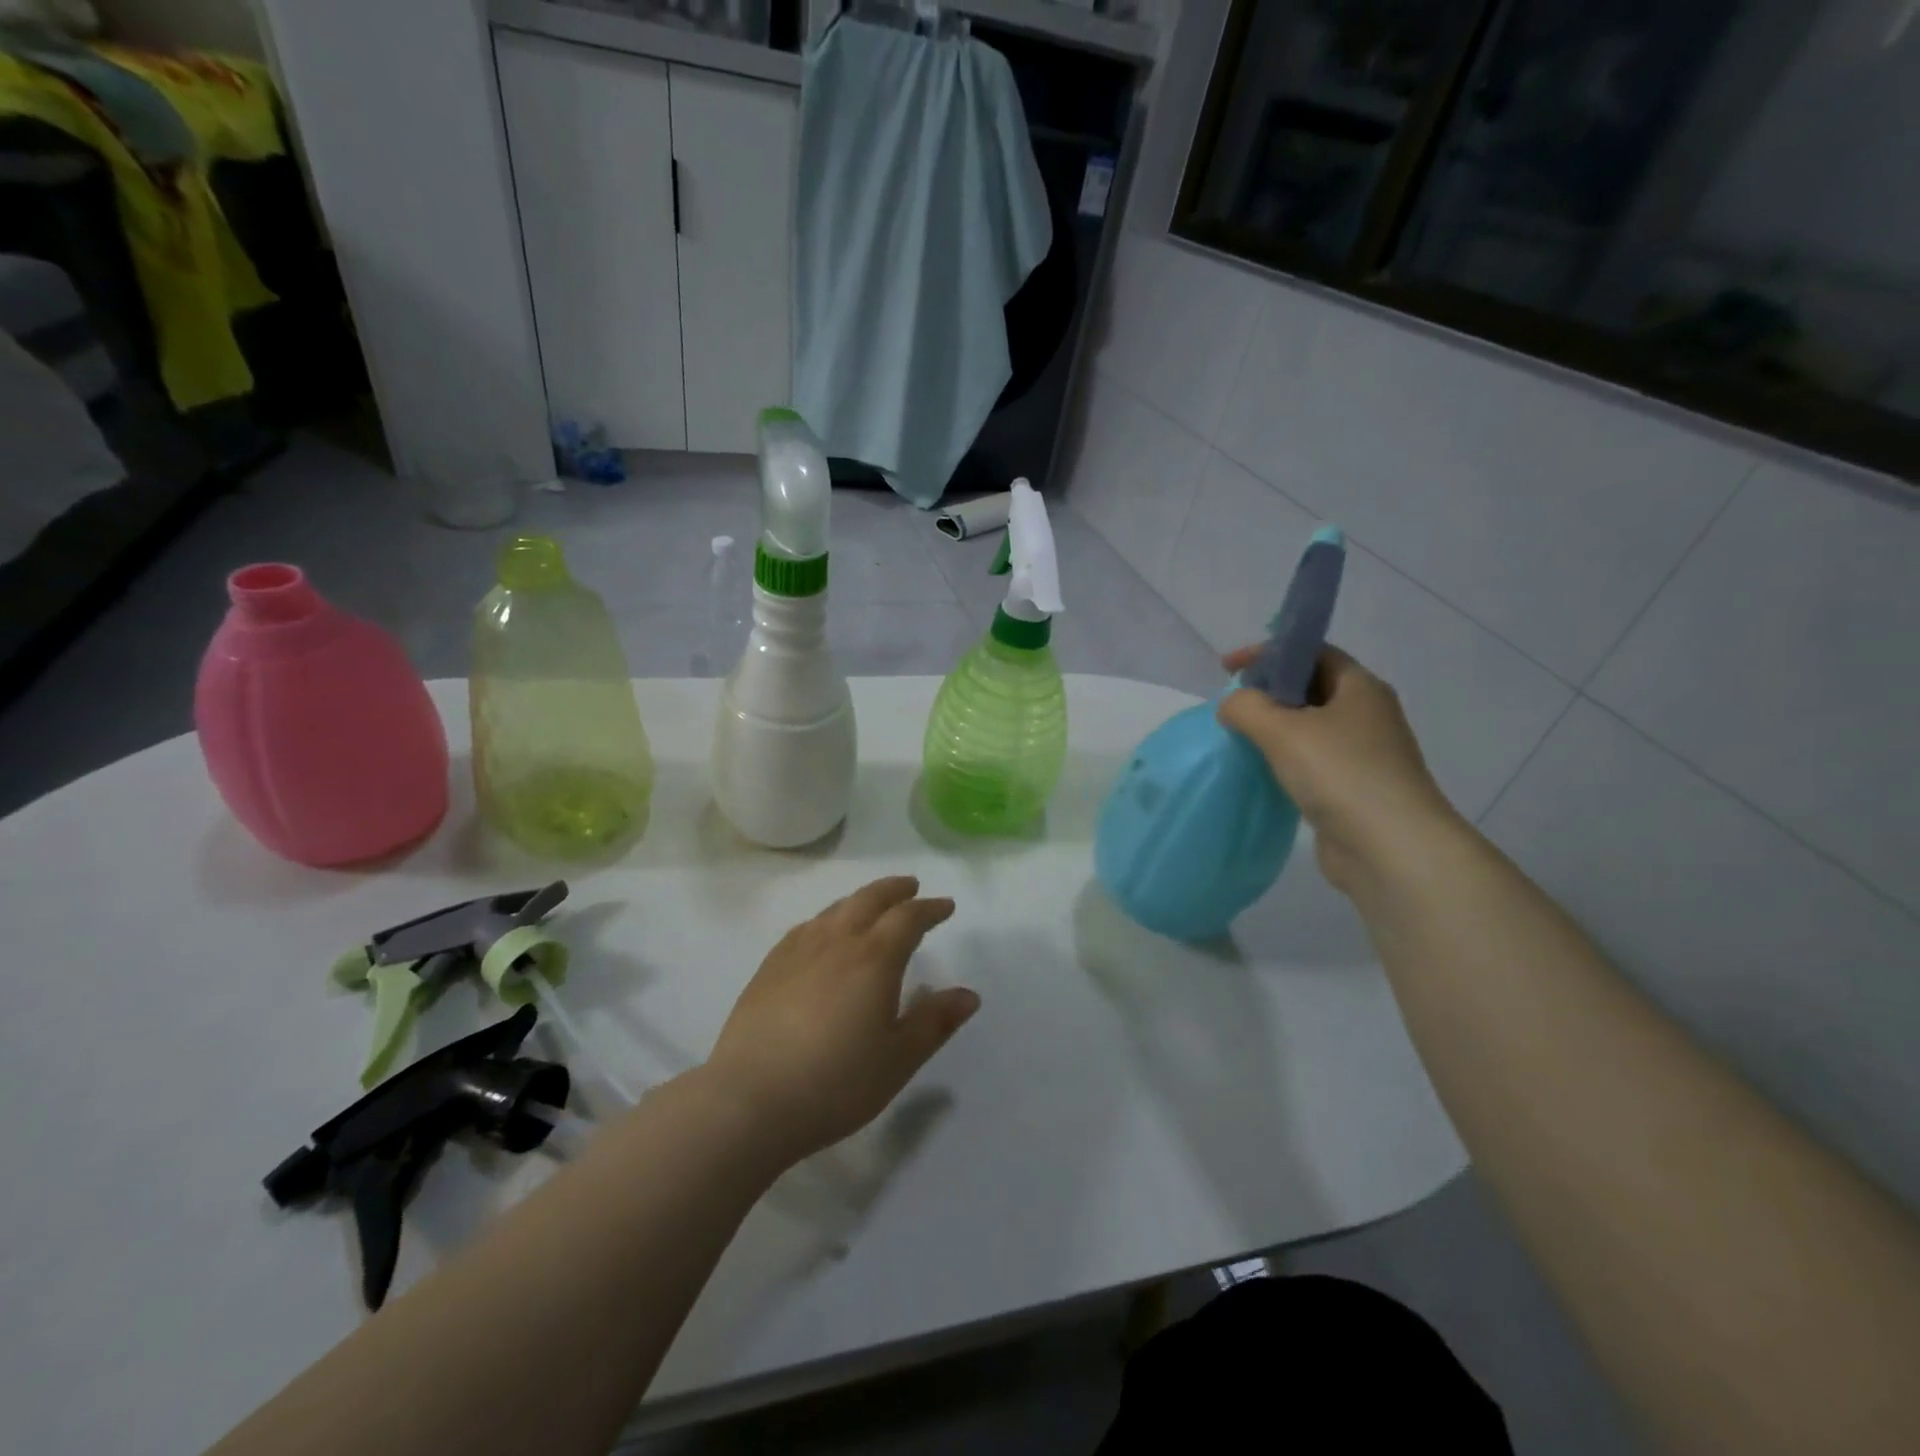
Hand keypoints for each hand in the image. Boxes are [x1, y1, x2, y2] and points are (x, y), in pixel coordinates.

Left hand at [704, 877, 978, 1164]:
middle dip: (894, 890)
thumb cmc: (835, 1083)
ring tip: (871, 906)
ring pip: (835, 909)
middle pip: (869, 899)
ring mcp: (798, 950)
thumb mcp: (898, 1060)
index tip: (945, 906)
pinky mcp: (769, 967)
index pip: (908, 918)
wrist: (750, 1100)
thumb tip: (969, 995)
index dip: (930, 909)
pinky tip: (823, 933)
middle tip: (911, 887)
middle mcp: (837, 942)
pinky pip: (806, 927)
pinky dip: (827, 918)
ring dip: (860, 900)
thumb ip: (934, 1023)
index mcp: (874, 959)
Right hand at [1217, 645, 1458, 894]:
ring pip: (1310, 727)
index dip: (1268, 653)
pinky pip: (1313, 760)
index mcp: (1360, 687)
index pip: (1312, 652)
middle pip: (1311, 688)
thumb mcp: (1281, 729)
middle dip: (1269, 691)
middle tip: (1232, 704)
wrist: (1390, 848)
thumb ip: (1246, 707)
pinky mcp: (1354, 788)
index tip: (1228, 668)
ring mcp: (1364, 754)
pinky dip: (1285, 759)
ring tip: (1239, 737)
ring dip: (1275, 728)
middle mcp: (1367, 714)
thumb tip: (1233, 705)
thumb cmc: (1339, 773)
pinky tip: (1262, 771)